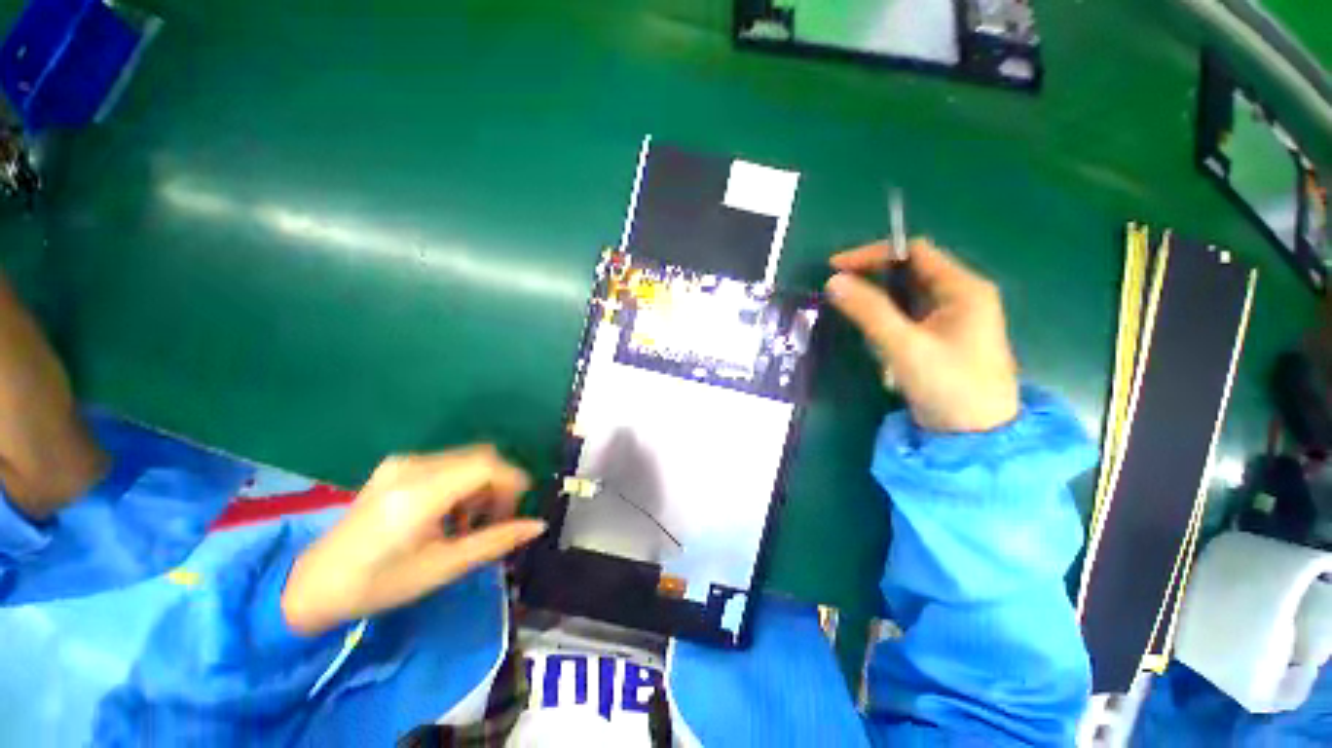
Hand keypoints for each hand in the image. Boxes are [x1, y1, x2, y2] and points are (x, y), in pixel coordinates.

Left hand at [282, 445, 546, 634]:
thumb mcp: (442, 568)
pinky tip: (449, 513)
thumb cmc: (379, 585)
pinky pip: (448, 463)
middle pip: (480, 457)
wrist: (315, 584)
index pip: (485, 464)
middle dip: (499, 483)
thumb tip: (537, 525)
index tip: (519, 507)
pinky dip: (462, 482)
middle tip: (497, 518)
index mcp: (419, 494)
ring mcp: (401, 463)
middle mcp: (412, 467)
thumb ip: (495, 541)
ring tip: (470, 521)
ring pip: (466, 458)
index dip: (512, 480)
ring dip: (481, 484)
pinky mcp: (397, 466)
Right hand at [825, 239, 1019, 432]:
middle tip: (838, 292)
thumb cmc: (949, 386)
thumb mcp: (905, 346)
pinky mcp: (943, 338)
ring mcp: (953, 318)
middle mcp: (961, 296)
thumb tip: (833, 281)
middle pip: (910, 272)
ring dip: (878, 303)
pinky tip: (876, 338)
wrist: (977, 437)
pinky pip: (909, 317)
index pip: (914, 253)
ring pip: (907, 296)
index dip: (873, 255)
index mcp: (963, 289)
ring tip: (853, 317)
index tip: (835, 268)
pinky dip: (887, 321)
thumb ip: (869, 311)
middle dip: (872, 279)